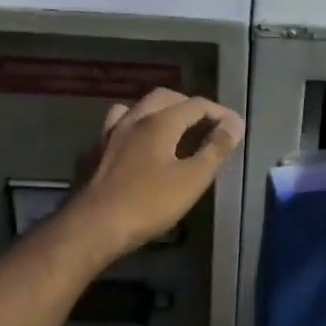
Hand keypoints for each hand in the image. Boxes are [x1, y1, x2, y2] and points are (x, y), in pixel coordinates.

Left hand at [68, 89, 244, 257]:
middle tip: (204, 124)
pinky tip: (132, 151)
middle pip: (163, 98)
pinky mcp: (90, 156)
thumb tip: (234, 124)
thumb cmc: (147, 204)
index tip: (235, 127)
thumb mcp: (191, 180)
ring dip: (154, 113)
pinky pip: (113, 132)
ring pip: (133, 110)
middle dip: (187, 105)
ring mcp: (107, 136)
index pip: (196, 105)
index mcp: (159, 122)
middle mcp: (132, 120)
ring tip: (168, 130)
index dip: (219, 112)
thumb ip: (215, 149)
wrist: (91, 228)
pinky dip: (130, 133)